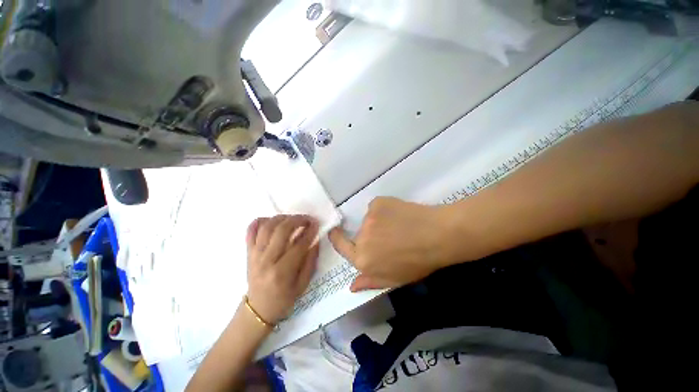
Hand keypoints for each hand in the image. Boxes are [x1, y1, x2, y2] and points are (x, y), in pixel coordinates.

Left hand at [246, 215, 318, 324]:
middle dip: (297, 220)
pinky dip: (260, 221)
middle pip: (281, 231)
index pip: (298, 245)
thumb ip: (310, 261)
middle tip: (307, 219)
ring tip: (293, 218)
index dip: (309, 232)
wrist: (258, 308)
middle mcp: (266, 261)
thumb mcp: (303, 284)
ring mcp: (255, 255)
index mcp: (281, 272)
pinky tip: (271, 220)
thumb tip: (316, 240)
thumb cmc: (283, 298)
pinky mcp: (248, 252)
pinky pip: (250, 231)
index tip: (317, 224)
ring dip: (282, 218)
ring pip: (267, 227)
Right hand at [329, 197, 459, 291]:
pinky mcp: (377, 203)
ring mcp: (368, 218)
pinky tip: (400, 214)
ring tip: (399, 226)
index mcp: (363, 259)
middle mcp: (361, 238)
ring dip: (379, 223)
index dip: (337, 238)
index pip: (341, 246)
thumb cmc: (418, 262)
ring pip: (369, 220)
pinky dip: (384, 210)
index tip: (336, 232)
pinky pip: (376, 207)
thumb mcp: (394, 280)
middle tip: (391, 237)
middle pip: (359, 234)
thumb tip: (351, 285)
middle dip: (370, 236)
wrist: (437, 235)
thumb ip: (370, 281)